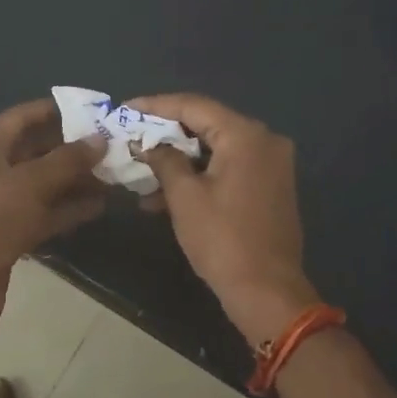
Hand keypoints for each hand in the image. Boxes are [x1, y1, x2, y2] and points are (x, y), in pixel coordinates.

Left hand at [0, 100, 107, 326]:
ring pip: (44, 185)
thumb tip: (99, 140)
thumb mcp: (28, 185)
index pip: (19, 118)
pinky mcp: (11, 235)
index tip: (88, 109)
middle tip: (110, 144)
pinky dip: (69, 209)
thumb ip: (66, 161)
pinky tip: (99, 206)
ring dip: (75, 179)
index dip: (51, 110)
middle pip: (35, 151)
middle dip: (71, 147)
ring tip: (113, 173)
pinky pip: (45, 214)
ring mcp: (1, 207)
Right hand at [130, 93, 320, 347]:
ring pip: (216, 149)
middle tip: (132, 137)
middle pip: (207, 124)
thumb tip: (149, 145)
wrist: (267, 291)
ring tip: (141, 172)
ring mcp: (271, 164)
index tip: (124, 109)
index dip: (156, 106)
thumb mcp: (185, 197)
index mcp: (245, 135)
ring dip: (180, 160)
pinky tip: (166, 194)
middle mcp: (264, 140)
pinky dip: (200, 175)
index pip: (194, 106)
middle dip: (166, 134)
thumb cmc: (222, 240)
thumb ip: (164, 160)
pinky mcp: (270, 186)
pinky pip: (229, 168)